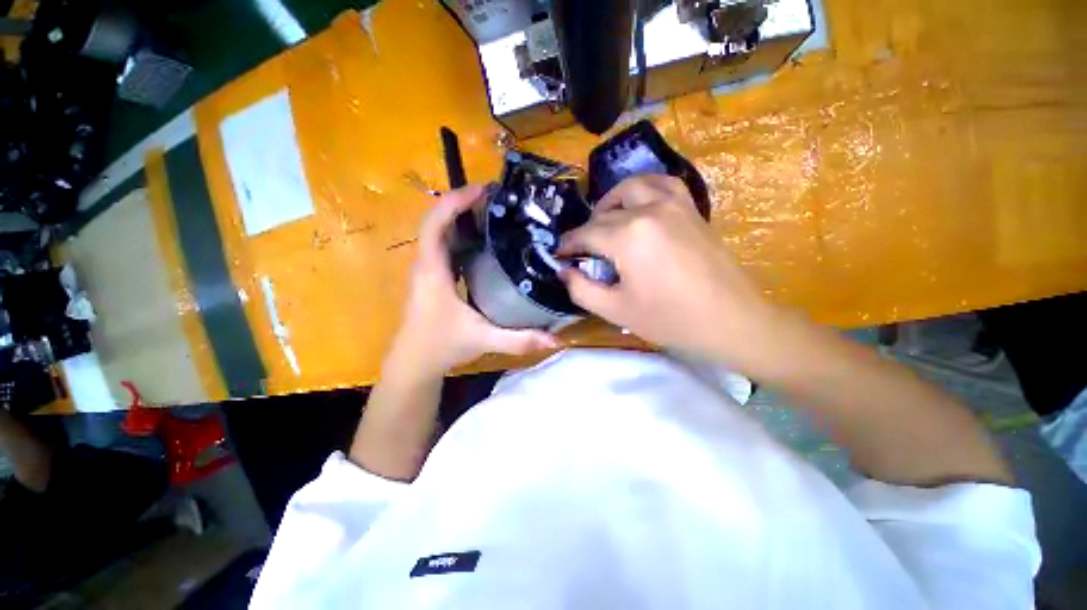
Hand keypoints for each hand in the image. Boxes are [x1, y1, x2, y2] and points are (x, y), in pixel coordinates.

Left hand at [389, 185, 557, 376]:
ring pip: (441, 233)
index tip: (482, 191)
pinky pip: (445, 247)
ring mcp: (428, 270)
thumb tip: (555, 339)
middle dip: (463, 204)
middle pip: (438, 222)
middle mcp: (426, 264)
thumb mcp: (482, 340)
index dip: (454, 202)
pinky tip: (484, 241)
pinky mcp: (434, 277)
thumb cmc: (440, 347)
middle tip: (497, 199)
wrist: (414, 363)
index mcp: (433, 271)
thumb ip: (518, 339)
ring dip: (462, 218)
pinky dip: (462, 236)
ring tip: (494, 212)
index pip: (435, 224)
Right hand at [558, 175, 778, 372]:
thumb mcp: (615, 310)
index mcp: (627, 237)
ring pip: (631, 188)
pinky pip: (663, 184)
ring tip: (605, 221)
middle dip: (587, 231)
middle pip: (605, 214)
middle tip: (582, 251)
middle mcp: (648, 210)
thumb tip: (564, 271)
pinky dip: (644, 189)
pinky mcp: (691, 208)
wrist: (729, 319)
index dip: (568, 245)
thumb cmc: (669, 319)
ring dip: (611, 201)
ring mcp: (673, 204)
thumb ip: (581, 289)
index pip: (585, 234)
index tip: (559, 254)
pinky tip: (640, 205)